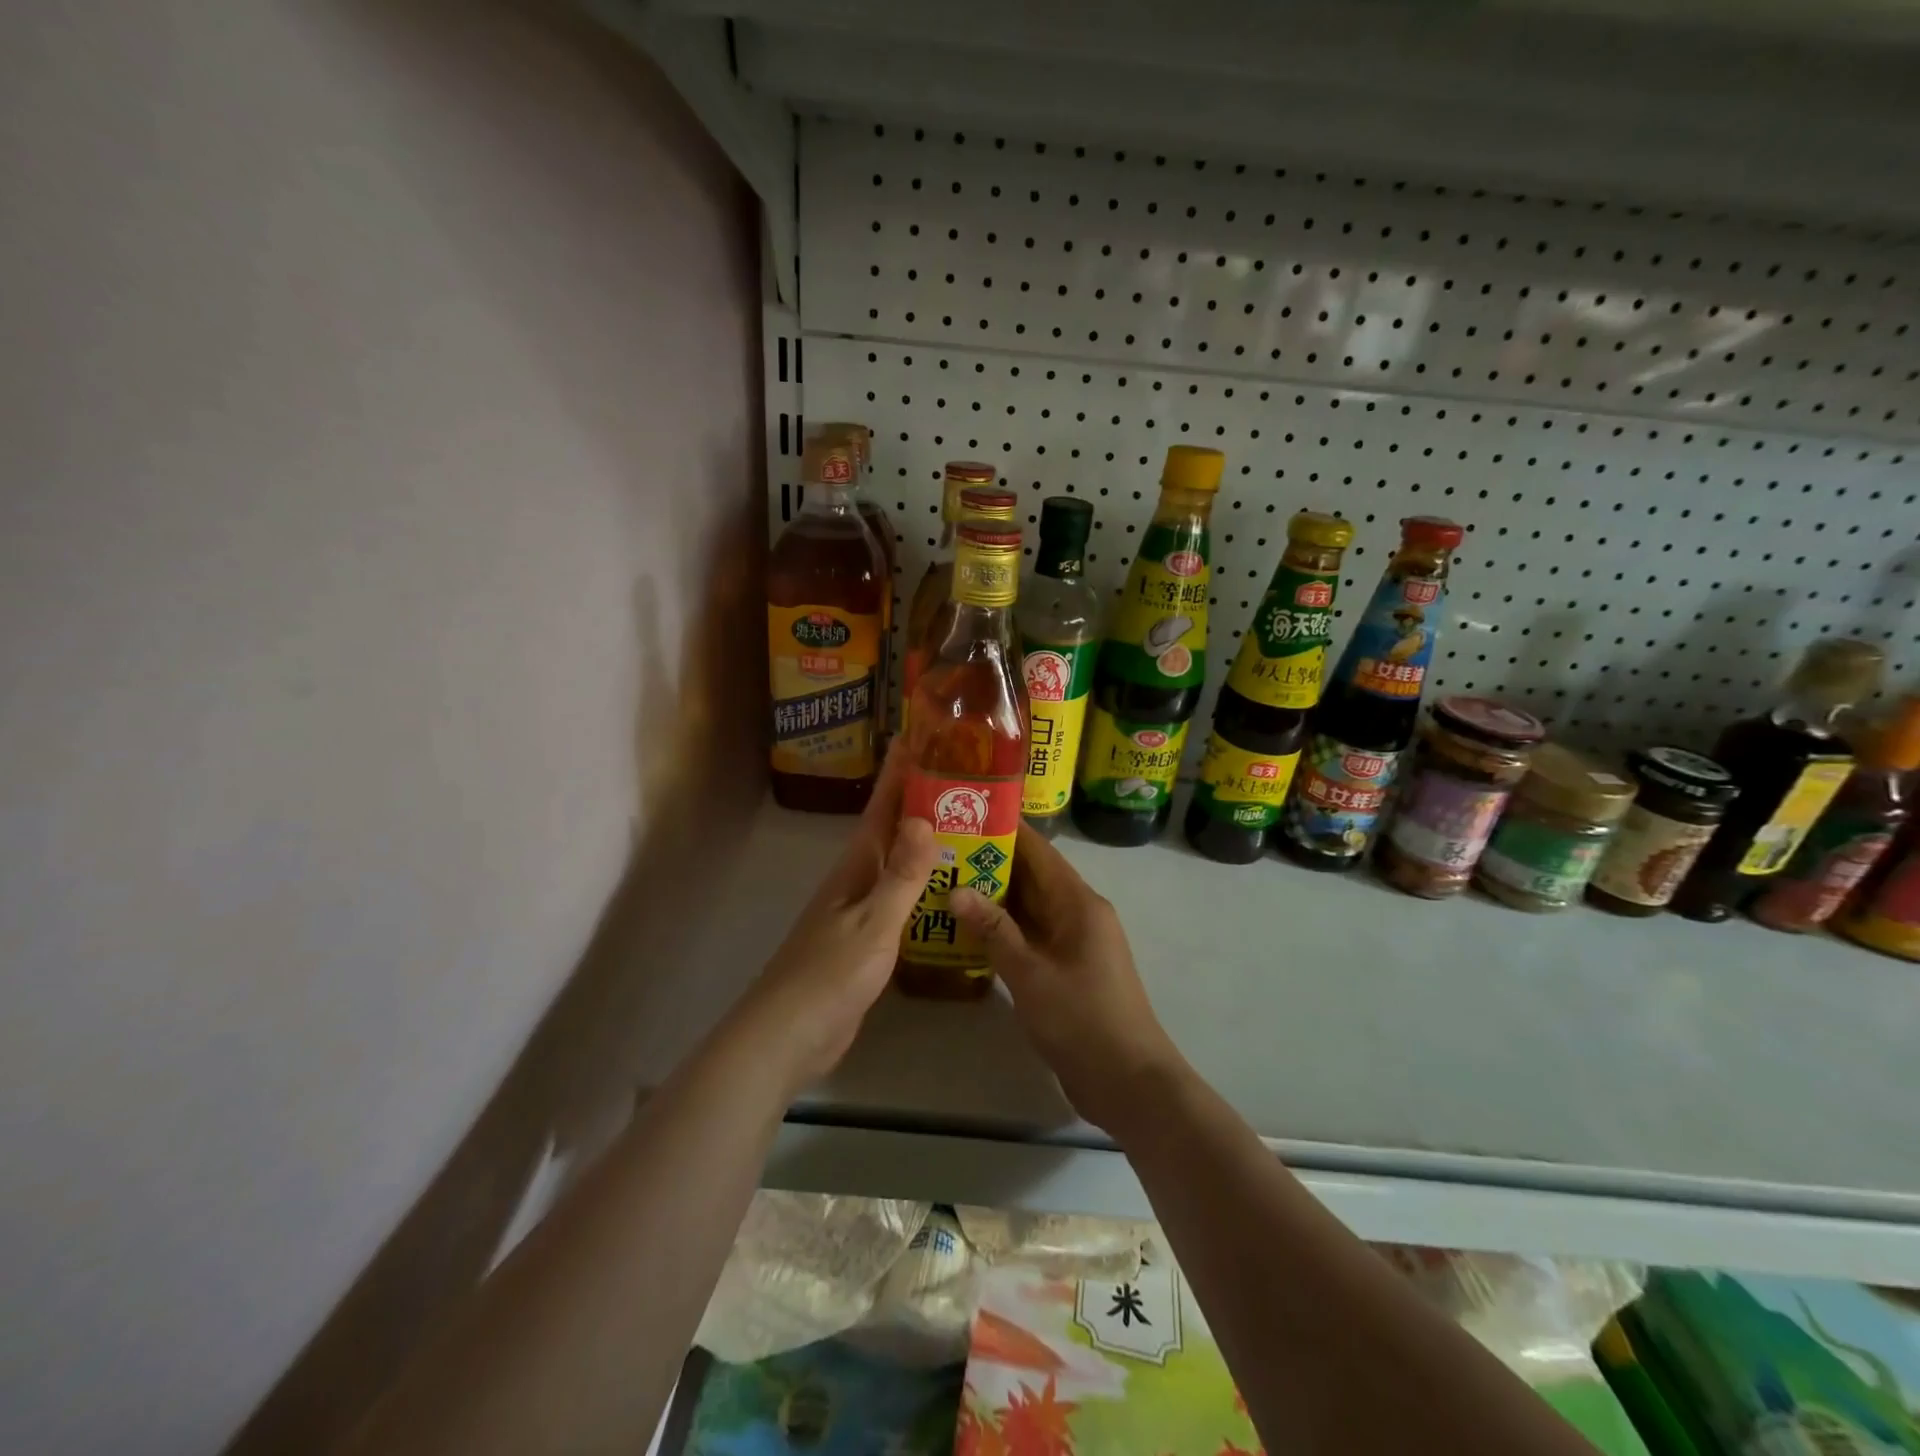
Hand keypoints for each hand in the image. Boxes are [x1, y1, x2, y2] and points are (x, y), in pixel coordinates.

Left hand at [725, 742, 937, 1097]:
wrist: (788, 1036)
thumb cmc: (830, 976)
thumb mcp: (873, 923)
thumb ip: (901, 875)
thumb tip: (924, 817)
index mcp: (855, 868)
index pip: (881, 808)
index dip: (898, 773)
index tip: (917, 736)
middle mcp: (855, 881)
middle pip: (889, 830)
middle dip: (916, 800)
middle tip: (958, 776)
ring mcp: (857, 911)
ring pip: (894, 863)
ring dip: (921, 842)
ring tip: (961, 824)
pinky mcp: (863, 940)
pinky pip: (897, 898)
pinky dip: (919, 884)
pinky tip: (942, 889)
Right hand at [950, 826, 1188, 1136]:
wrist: (1129, 1082)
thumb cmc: (1082, 1020)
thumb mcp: (1031, 974)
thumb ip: (994, 931)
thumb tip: (957, 890)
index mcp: (1078, 903)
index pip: (1039, 851)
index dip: (1006, 829)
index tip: (967, 813)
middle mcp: (1079, 913)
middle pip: (1033, 876)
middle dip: (991, 862)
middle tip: (943, 850)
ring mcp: (1074, 942)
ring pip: (1030, 907)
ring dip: (995, 897)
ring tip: (946, 881)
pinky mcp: (1067, 968)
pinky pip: (1032, 935)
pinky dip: (1004, 929)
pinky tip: (968, 929)